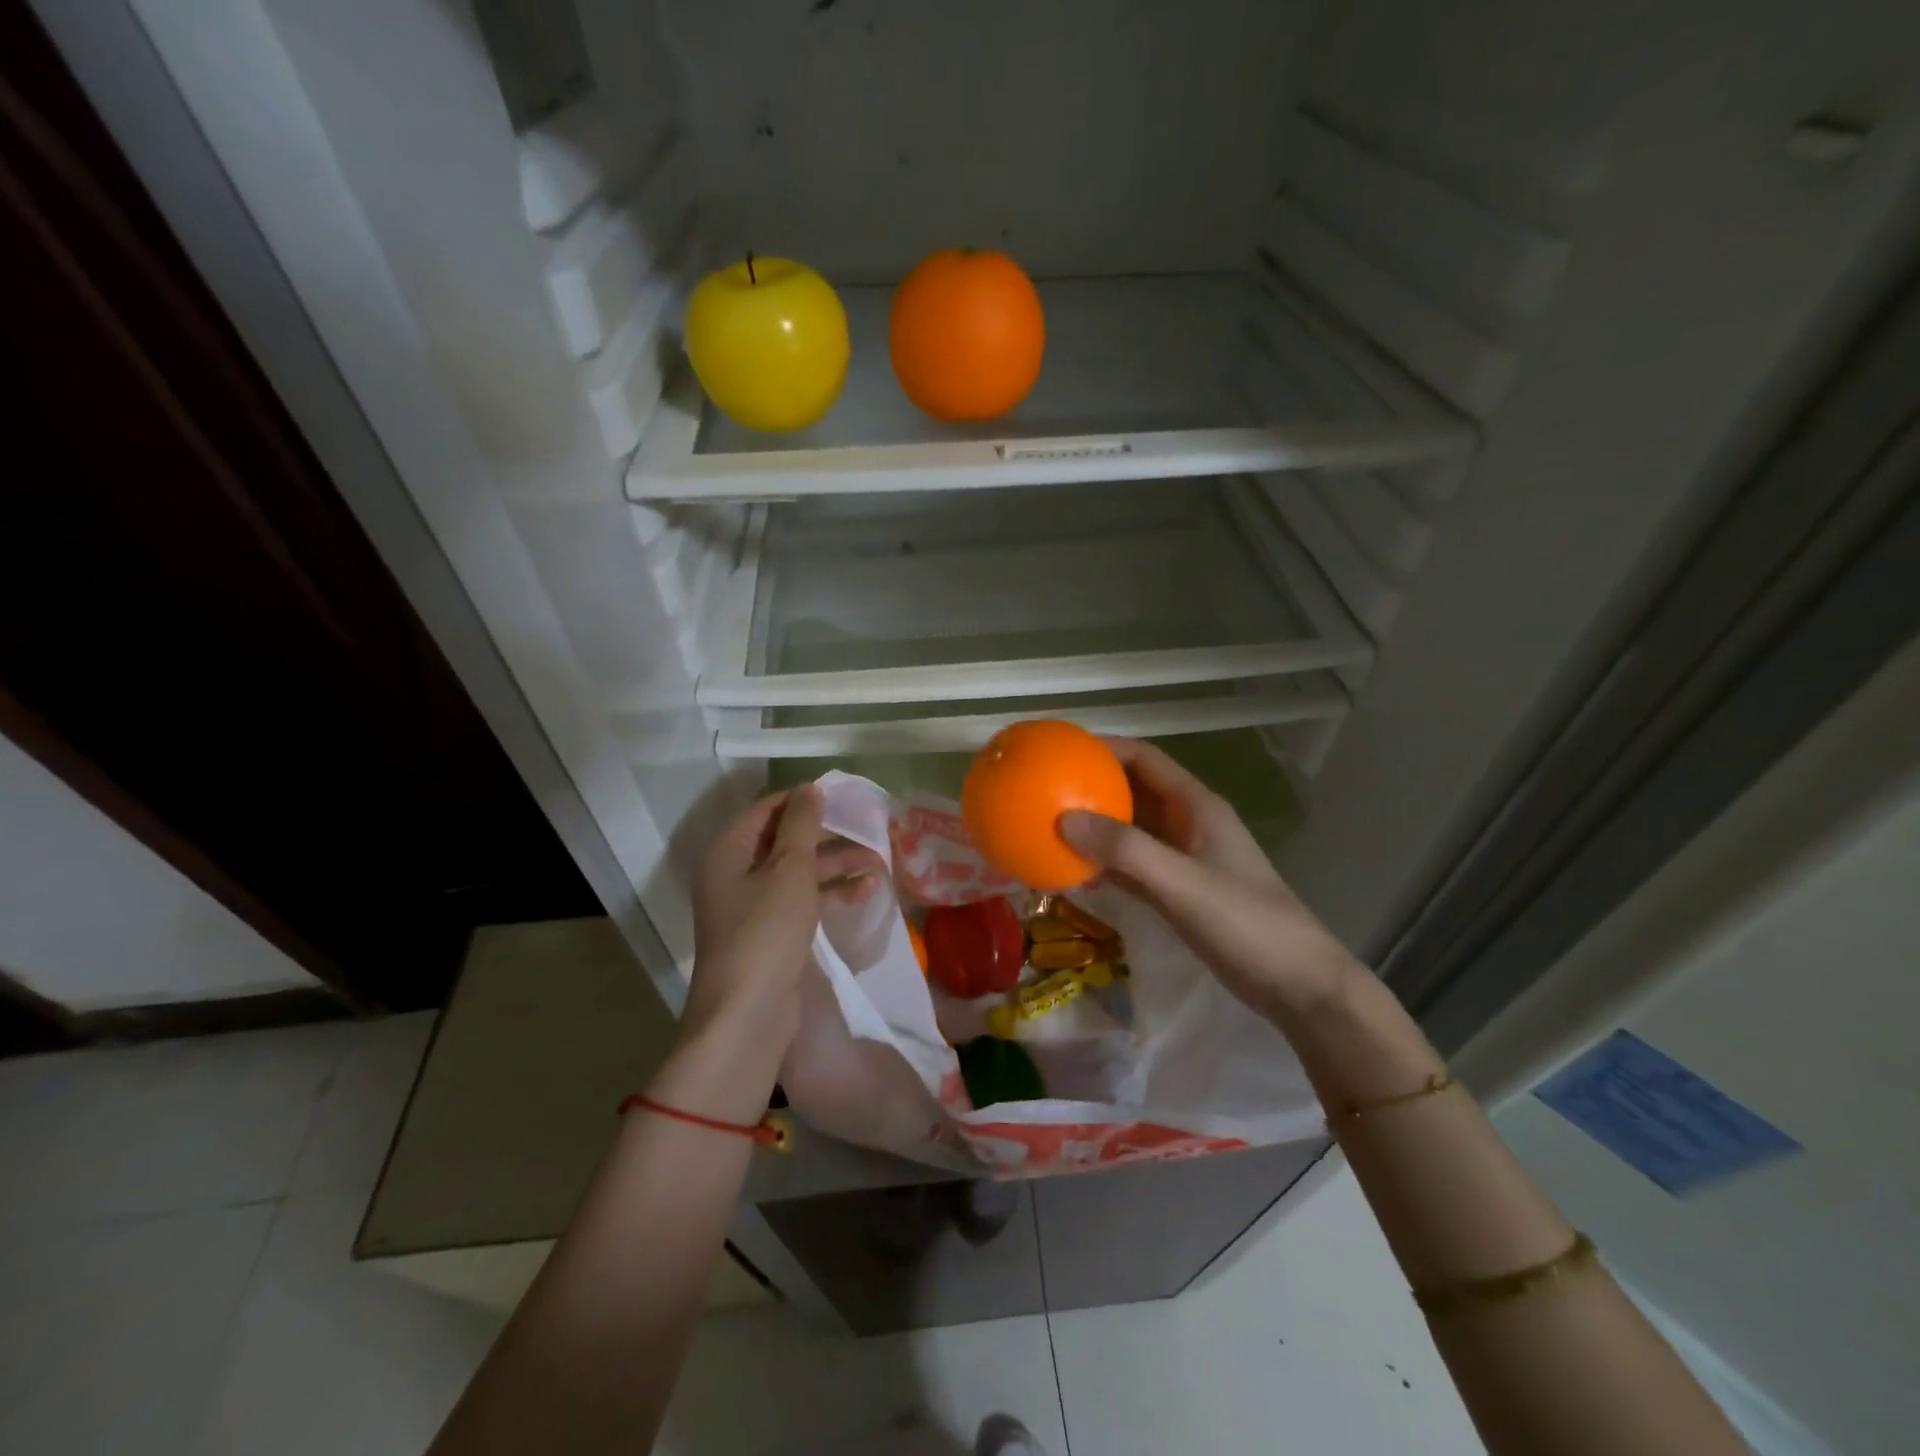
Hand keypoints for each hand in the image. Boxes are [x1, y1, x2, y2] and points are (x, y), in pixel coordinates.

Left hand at [681, 784, 882, 1058]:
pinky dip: (831, 893)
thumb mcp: (789, 869)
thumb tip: (809, 788)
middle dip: (827, 835)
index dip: (804, 800)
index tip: (844, 797)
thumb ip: (801, 824)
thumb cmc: (766, 930)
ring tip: (878, 860)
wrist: (748, 1013)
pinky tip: (868, 890)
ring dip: (836, 865)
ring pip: (799, 872)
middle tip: (868, 828)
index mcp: (729, 850)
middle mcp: (736, 873)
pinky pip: (803, 901)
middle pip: (785, 840)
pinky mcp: (772, 932)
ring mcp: (753, 905)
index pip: (768, 810)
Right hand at [1059, 738, 1360, 1021]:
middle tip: (1042, 790)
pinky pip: (1131, 865)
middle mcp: (1186, 823)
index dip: (1104, 748)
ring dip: (1094, 827)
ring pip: (1129, 830)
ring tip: (1045, 827)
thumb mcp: (1182, 883)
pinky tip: (1071, 872)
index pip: (1144, 759)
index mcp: (1195, 806)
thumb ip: (1126, 851)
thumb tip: (1063, 820)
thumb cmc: (1245, 922)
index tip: (1059, 751)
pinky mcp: (1177, 890)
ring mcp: (1182, 858)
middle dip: (1091, 786)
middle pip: (1132, 790)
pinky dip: (1103, 863)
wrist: (1296, 984)